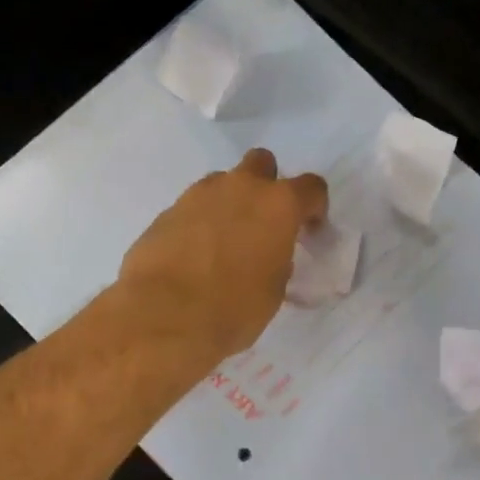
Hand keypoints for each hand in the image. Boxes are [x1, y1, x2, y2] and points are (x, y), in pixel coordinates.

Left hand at [118, 149, 328, 361]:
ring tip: (224, 242)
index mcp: (278, 205)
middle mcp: (240, 188)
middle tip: (263, 222)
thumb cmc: (234, 307)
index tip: (308, 230)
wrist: (165, 315)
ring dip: (229, 203)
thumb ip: (277, 259)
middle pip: (261, 163)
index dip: (314, 207)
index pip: (311, 188)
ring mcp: (199, 195)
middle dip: (266, 185)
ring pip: (222, 183)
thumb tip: (268, 255)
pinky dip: (199, 224)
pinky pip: (192, 208)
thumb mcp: (274, 289)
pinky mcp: (167, 211)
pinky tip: (194, 256)